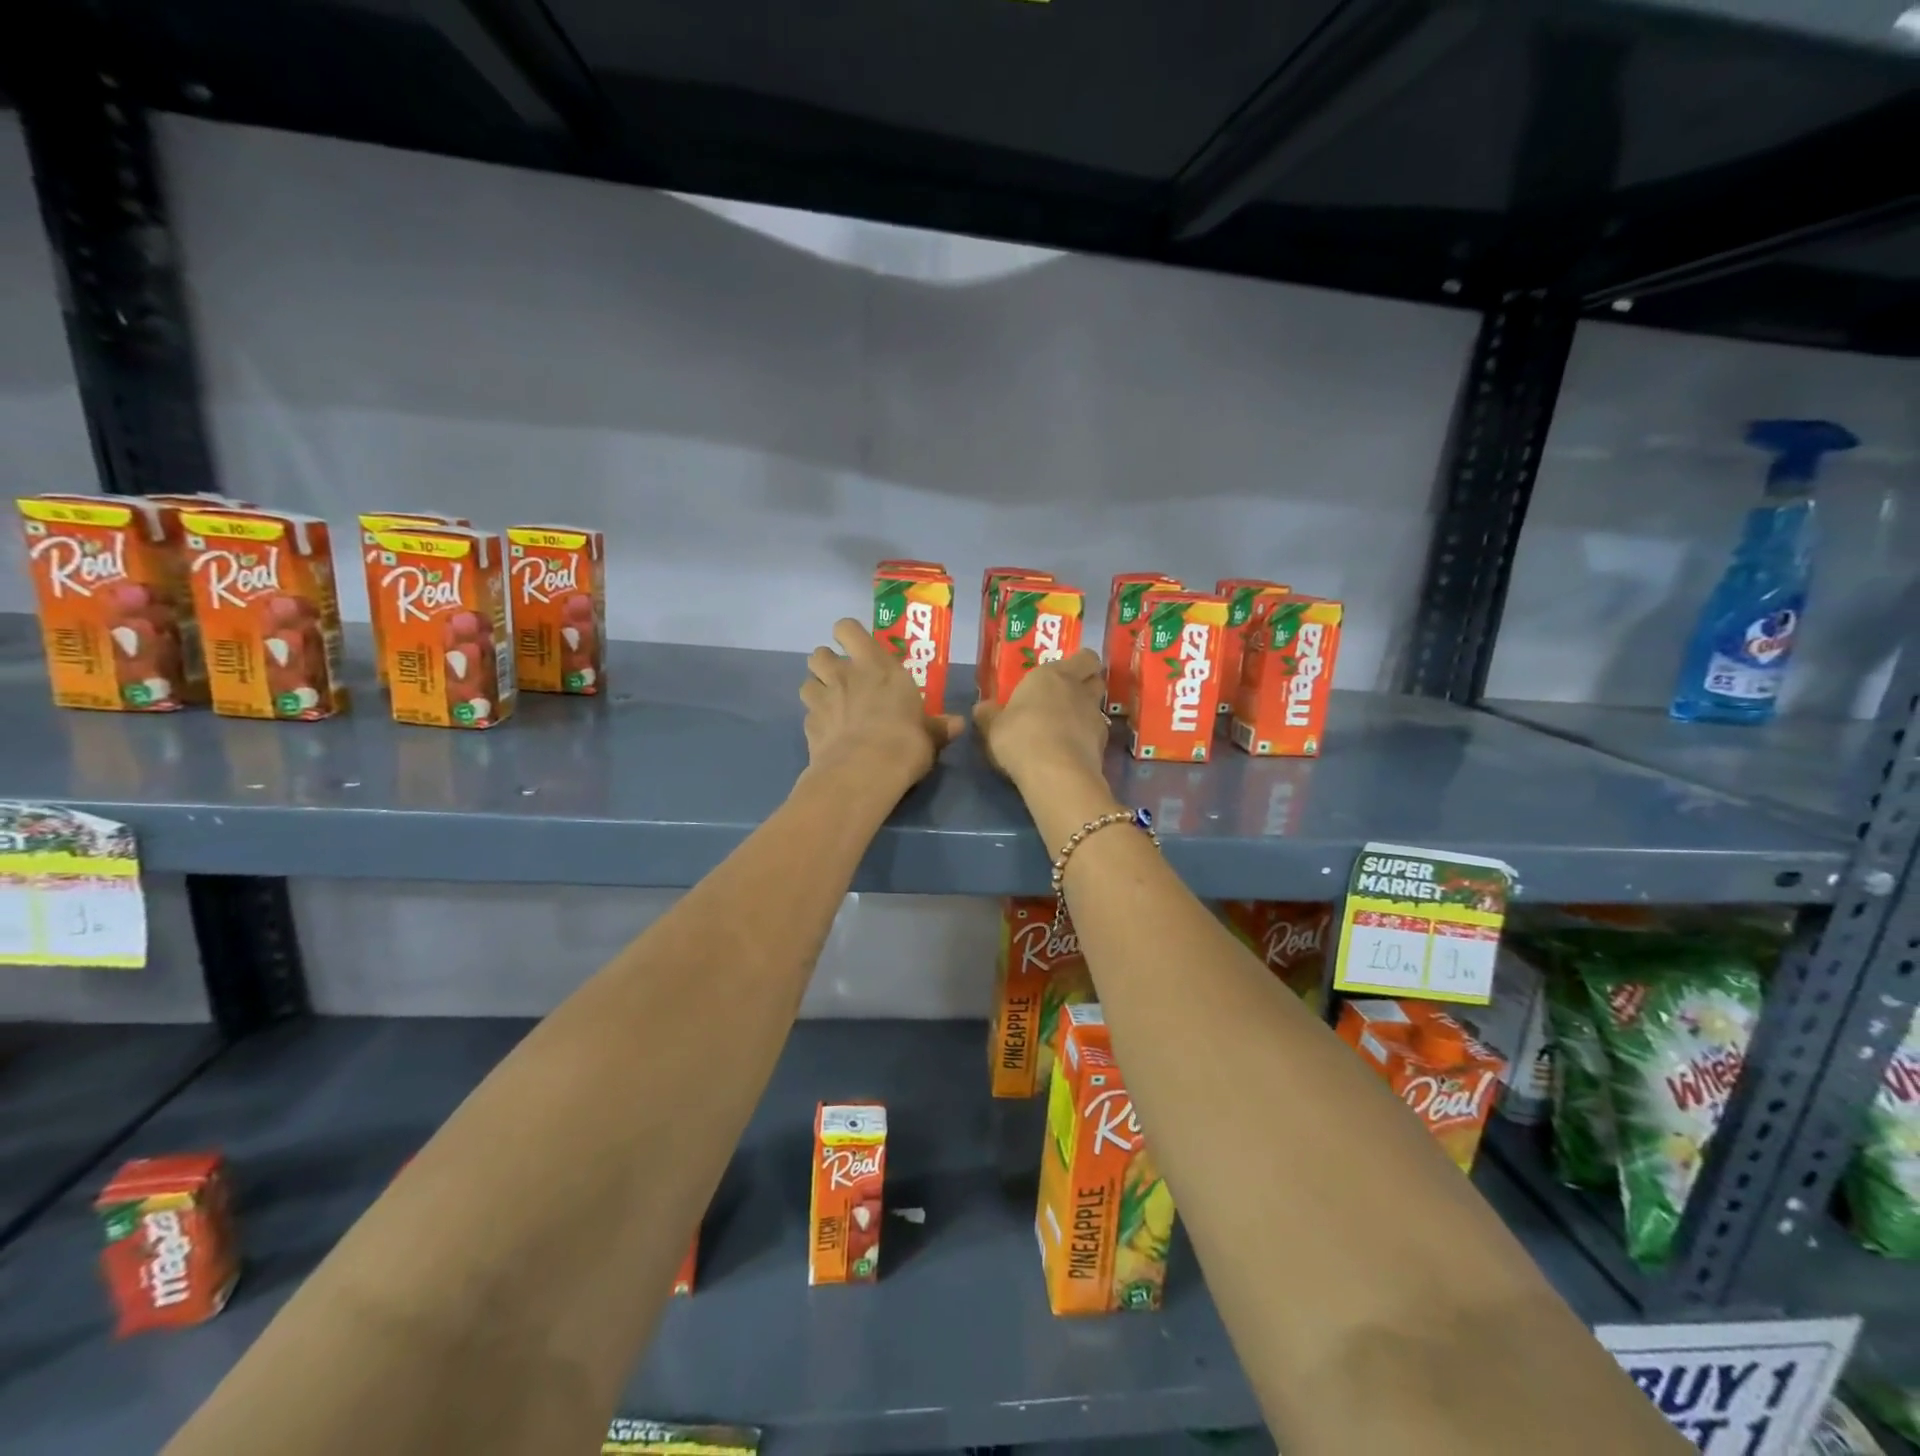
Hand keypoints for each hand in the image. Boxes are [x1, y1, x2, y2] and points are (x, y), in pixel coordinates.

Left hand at [801, 619, 963, 791]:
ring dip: (816, 689)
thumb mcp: (930, 735)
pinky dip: (815, 721)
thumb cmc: (905, 742)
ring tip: (830, 705)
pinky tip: (828, 734)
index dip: (847, 635)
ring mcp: (822, 699)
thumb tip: (958, 724)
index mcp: (876, 665)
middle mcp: (844, 675)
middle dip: (827, 663)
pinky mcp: (808, 725)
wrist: (864, 771)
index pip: (847, 629)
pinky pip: (808, 715)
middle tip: (843, 679)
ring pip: (806, 682)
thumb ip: (938, 727)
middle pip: (819, 653)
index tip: (857, 648)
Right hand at [973, 648, 1110, 789]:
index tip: (1064, 674)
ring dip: (1086, 711)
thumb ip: (989, 715)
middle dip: (1086, 683)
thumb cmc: (1020, 737)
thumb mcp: (993, 727)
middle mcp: (1078, 689)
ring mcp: (1095, 716)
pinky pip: (1097, 733)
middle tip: (1067, 696)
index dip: (1078, 664)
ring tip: (1067, 726)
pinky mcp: (1103, 743)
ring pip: (1097, 706)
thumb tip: (982, 708)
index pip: (1083, 657)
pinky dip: (1087, 738)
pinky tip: (1071, 750)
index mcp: (1051, 675)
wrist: (1056, 773)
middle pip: (1096, 678)